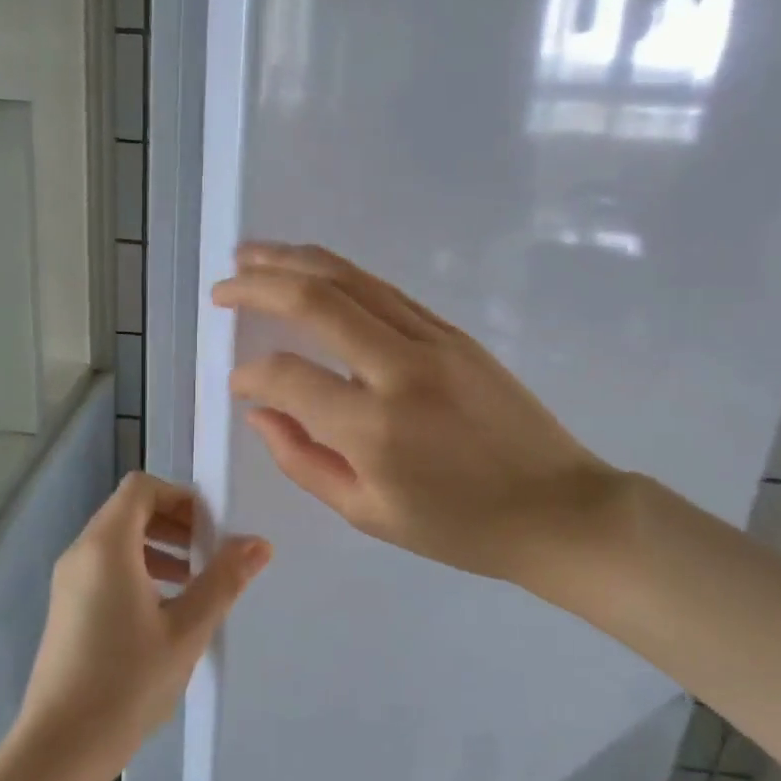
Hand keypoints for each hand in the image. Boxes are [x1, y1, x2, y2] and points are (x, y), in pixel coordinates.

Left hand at [13, 473, 271, 777]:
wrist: (59, 749)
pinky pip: (105, 567)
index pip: (141, 488)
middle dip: (173, 522)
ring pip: (117, 540)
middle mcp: (81, 552)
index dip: (180, 497)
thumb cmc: (127, 683)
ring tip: (193, 583)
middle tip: (209, 554)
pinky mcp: (66, 607)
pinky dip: (137, 569)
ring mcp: (68, 581)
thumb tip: (258, 543)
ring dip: (158, 547)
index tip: (211, 528)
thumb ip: (223, 580)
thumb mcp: (187, 630)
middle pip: (129, 510)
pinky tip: (163, 611)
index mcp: (106, 545)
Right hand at [213, 243, 631, 593]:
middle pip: (316, 300)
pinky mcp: (453, 331)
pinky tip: (312, 270)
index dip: (250, 375)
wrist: (558, 508)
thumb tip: (260, 412)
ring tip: (252, 254)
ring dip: (294, 261)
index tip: (237, 383)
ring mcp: (432, 340)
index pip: (288, 376)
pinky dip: (339, 273)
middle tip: (222, 285)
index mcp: (374, 428)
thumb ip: (302, 460)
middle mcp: (400, 368)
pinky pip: (383, 290)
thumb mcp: (367, 513)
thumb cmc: (458, 527)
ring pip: (350, 279)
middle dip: (259, 284)